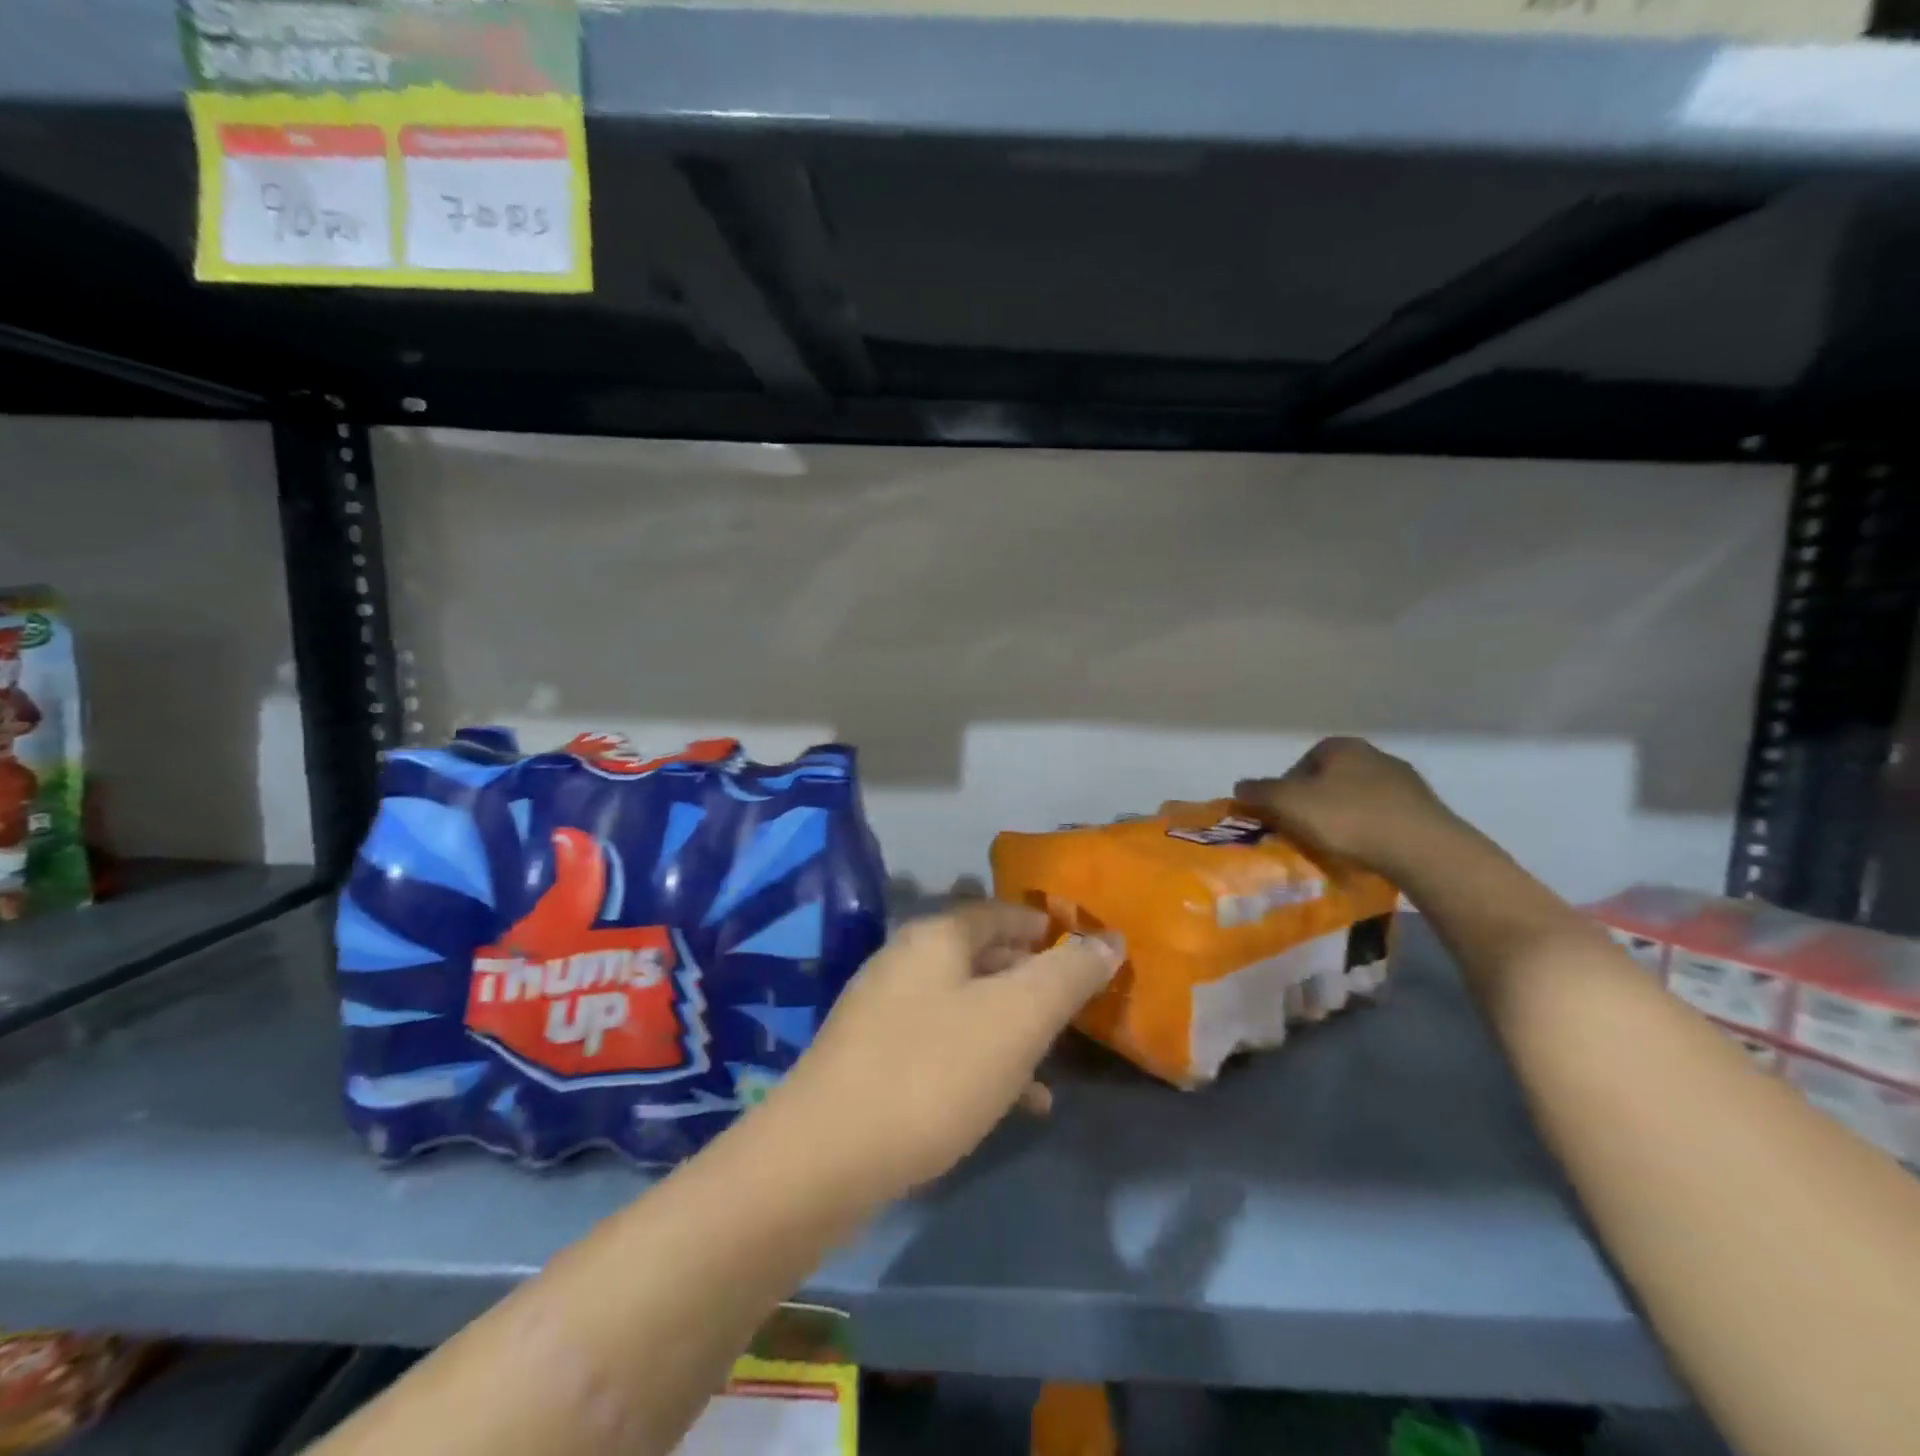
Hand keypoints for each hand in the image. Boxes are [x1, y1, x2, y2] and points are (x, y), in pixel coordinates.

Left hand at [770, 902, 1121, 1199]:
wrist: (826, 1155)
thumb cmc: (934, 1071)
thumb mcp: (1017, 1018)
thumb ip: (1067, 975)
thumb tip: (1107, 939)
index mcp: (936, 937)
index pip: (999, 912)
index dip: (1043, 926)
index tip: (1081, 947)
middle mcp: (905, 962)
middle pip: (981, 956)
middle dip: (1029, 978)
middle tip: (1071, 1005)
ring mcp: (883, 1011)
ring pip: (964, 1005)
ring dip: (1009, 1026)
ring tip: (1051, 1063)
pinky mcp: (872, 1060)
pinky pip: (942, 1046)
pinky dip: (981, 1061)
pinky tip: (1013, 1103)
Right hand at [1235, 736, 1459, 877]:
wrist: (1422, 849)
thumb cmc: (1348, 818)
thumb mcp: (1290, 804)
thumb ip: (1260, 792)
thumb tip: (1240, 786)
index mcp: (1342, 746)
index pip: (1302, 763)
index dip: (1286, 789)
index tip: (1282, 815)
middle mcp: (1374, 755)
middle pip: (1330, 780)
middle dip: (1315, 802)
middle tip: (1304, 831)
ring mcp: (1404, 782)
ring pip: (1358, 798)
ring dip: (1344, 817)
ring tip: (1336, 845)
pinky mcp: (1424, 809)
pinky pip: (1384, 817)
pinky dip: (1370, 830)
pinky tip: (1366, 851)